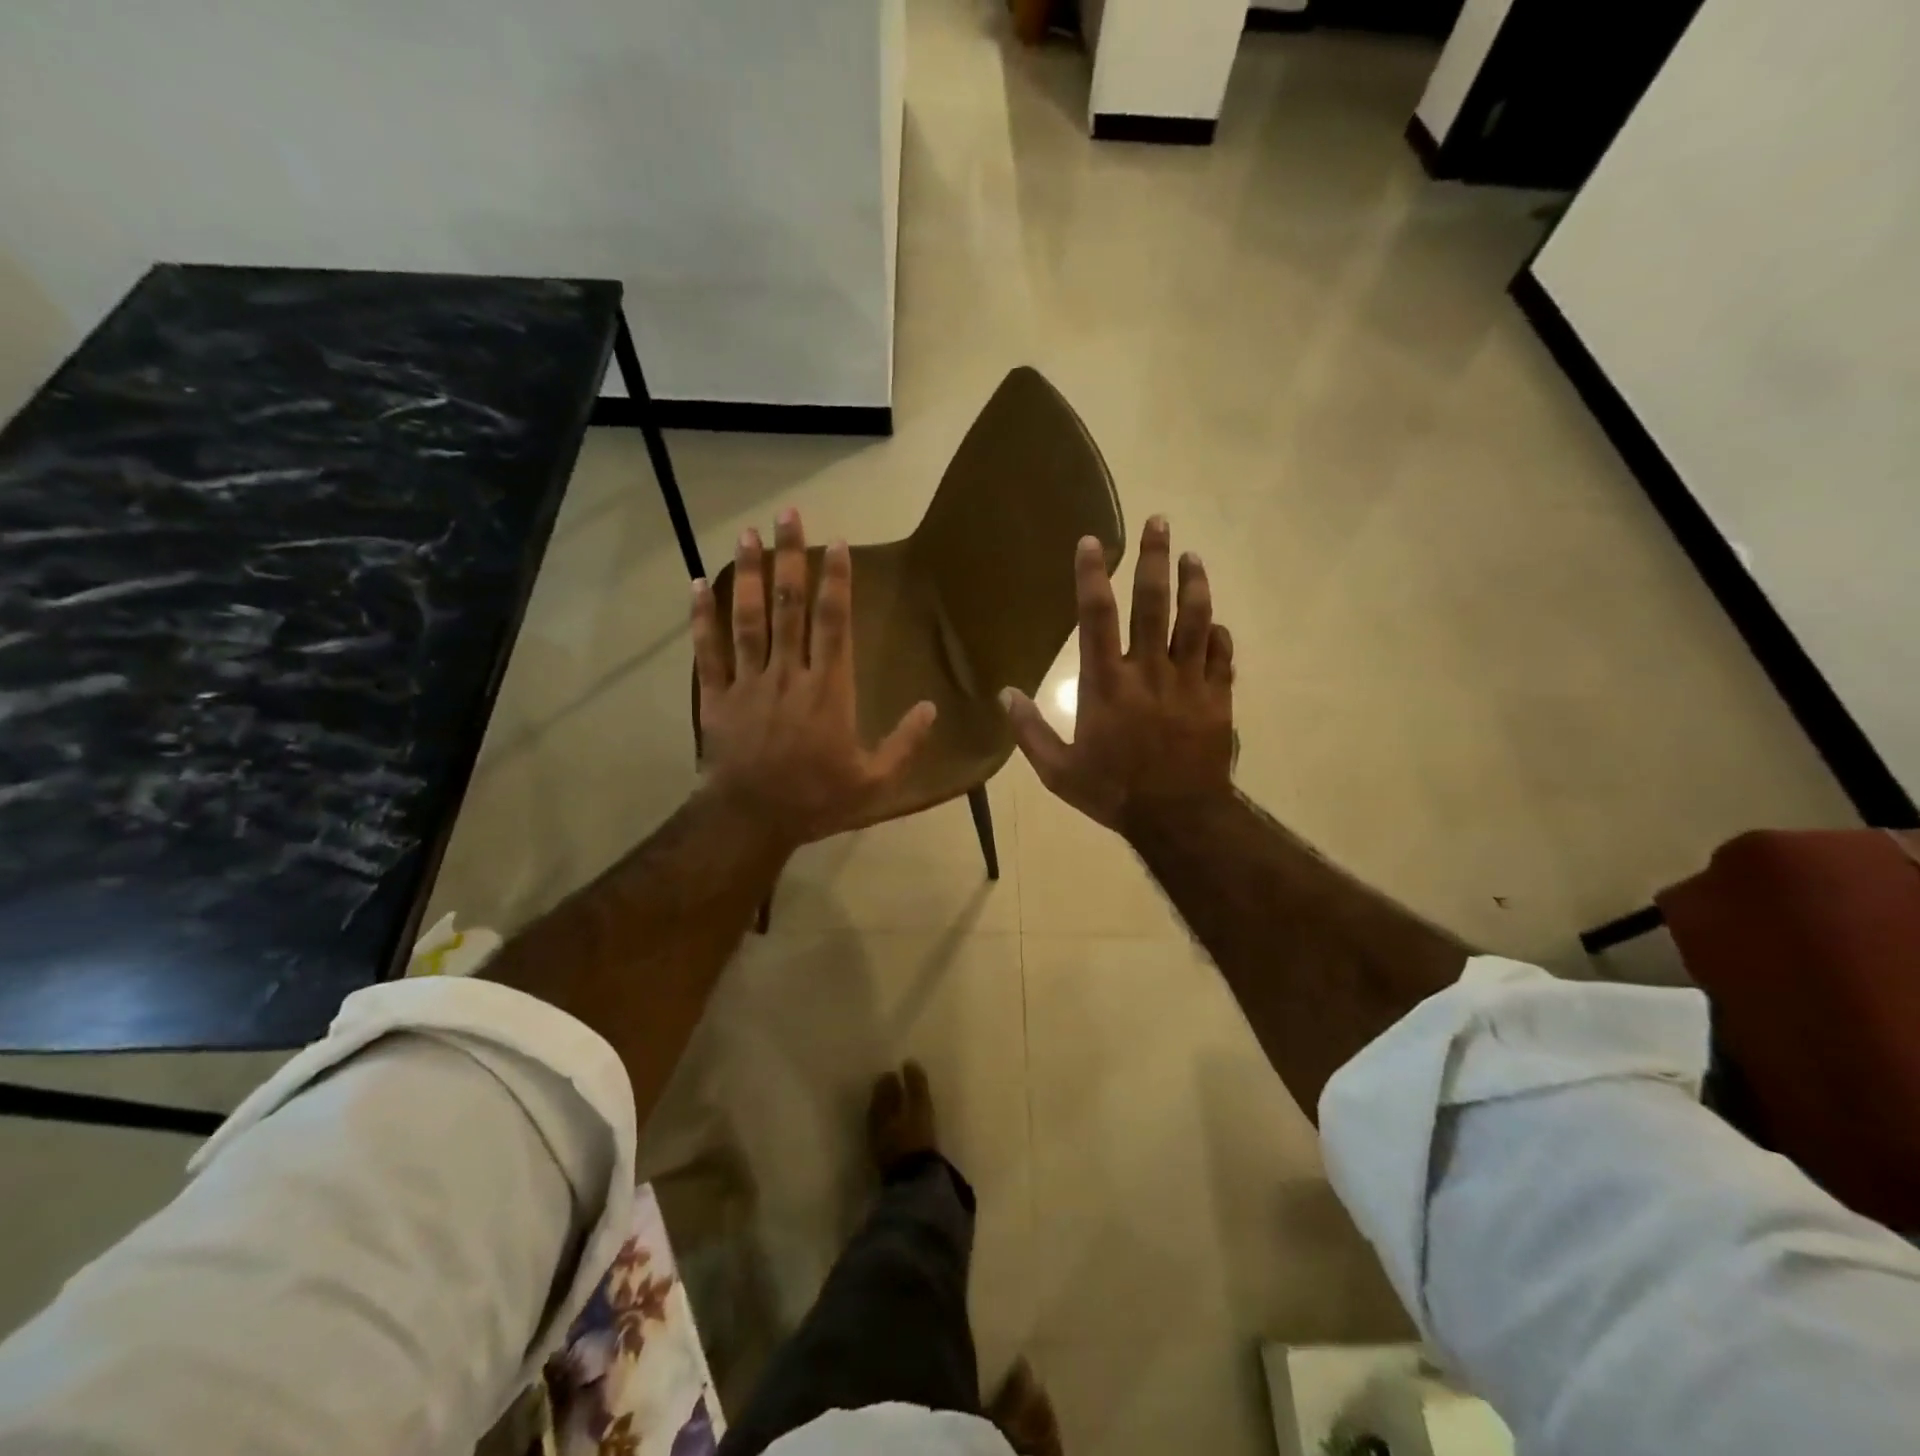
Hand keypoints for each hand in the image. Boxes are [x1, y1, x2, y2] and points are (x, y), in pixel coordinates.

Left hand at [693, 509, 936, 846]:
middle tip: (787, 515)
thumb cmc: (817, 800)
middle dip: (790, 558)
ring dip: (747, 574)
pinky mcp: (717, 697)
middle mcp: (789, 674)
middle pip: (790, 606)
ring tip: (747, 534)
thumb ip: (905, 744)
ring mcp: (749, 683)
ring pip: (748, 619)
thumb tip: (930, 708)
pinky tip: (696, 586)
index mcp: (829, 691)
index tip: (835, 543)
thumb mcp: (875, 782)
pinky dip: (702, 618)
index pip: (834, 623)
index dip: (836, 580)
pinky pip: (708, 652)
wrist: (752, 821)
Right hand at [1002, 516, 1233, 832]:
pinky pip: (1221, 657)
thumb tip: (1004, 694)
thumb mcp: (1058, 771)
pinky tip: (1215, 622)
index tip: (1092, 542)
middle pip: (1153, 603)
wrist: (1177, 818)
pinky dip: (1218, 635)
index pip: (1096, 616)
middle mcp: (1148, 671)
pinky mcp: (1217, 698)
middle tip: (1159, 521)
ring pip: (1195, 620)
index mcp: (1107, 683)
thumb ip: (1030, 730)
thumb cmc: (1112, 792)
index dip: (1092, 575)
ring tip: (1192, 556)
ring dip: (1194, 584)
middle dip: (1154, 558)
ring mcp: (1188, 682)